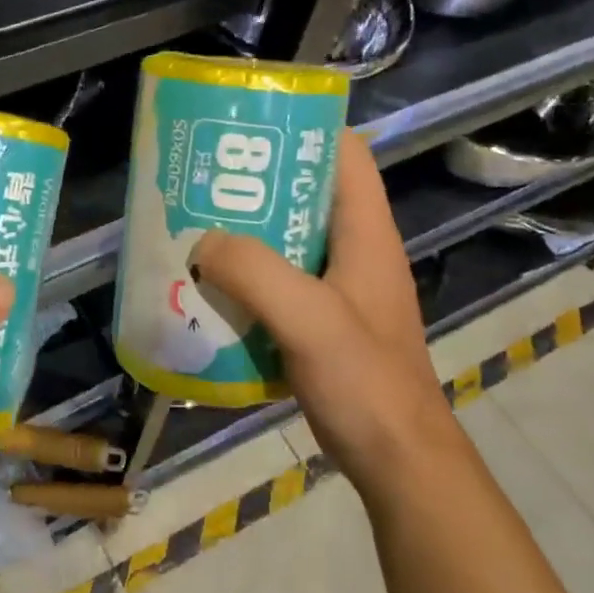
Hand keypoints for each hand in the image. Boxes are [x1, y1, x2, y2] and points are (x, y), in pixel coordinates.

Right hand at [194, 129, 452, 479]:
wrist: (397, 463)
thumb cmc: (366, 383)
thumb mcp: (309, 320)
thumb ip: (255, 273)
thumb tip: (201, 241)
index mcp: (365, 234)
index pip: (345, 155)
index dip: (304, 131)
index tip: (249, 129)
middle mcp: (354, 252)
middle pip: (306, 196)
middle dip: (256, 186)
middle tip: (202, 183)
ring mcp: (339, 291)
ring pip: (288, 243)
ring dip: (245, 236)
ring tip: (195, 231)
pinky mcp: (322, 324)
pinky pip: (279, 285)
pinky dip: (246, 279)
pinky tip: (210, 289)